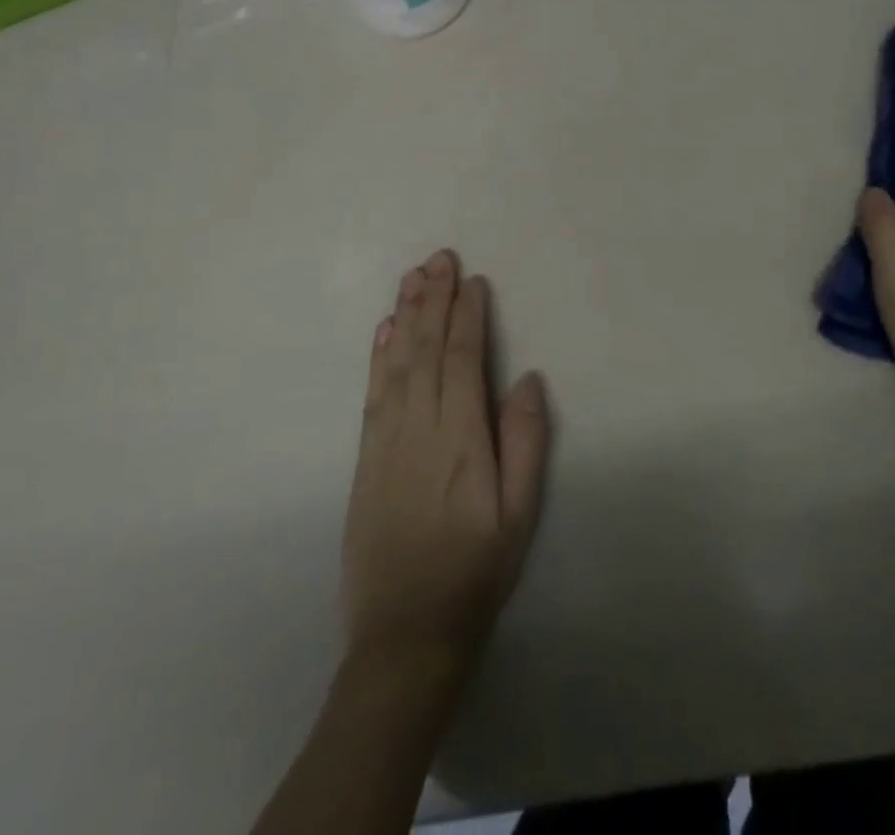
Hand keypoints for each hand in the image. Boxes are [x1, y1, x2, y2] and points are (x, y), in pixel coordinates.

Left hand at [341, 250, 550, 685]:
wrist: (404, 636)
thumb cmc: (476, 572)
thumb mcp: (520, 515)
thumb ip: (526, 442)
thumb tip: (528, 378)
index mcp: (462, 439)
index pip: (464, 360)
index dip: (468, 316)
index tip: (472, 280)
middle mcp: (420, 429)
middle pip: (427, 350)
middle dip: (434, 300)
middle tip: (439, 257)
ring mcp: (386, 442)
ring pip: (396, 364)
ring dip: (405, 317)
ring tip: (412, 278)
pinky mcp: (366, 459)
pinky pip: (372, 394)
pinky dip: (378, 357)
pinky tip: (383, 331)